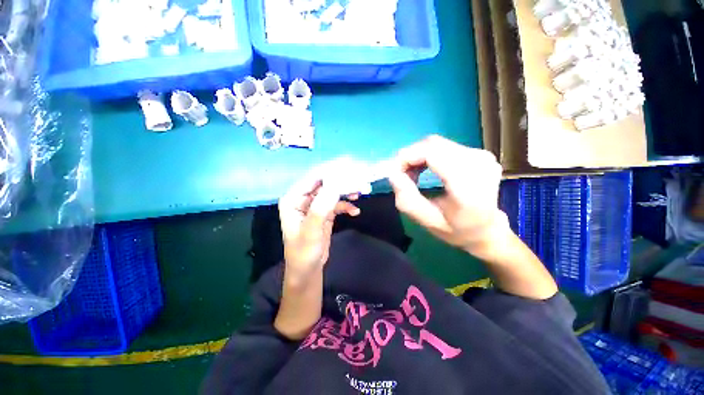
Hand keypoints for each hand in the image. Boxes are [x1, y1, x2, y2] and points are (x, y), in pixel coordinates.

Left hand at [278, 166, 359, 285]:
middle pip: (325, 182)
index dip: (331, 170)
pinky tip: (355, 211)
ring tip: (360, 192)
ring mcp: (315, 205)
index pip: (313, 177)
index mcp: (293, 198)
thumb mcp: (311, 230)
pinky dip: (346, 205)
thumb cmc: (303, 253)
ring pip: (332, 191)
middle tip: (360, 177)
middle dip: (342, 179)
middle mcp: (303, 198)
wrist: (307, 270)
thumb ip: (321, 207)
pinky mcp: (324, 212)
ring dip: (346, 191)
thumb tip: (336, 183)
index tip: (351, 164)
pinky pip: (337, 203)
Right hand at [388, 135, 509, 255]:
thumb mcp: (427, 221)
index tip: (395, 171)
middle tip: (402, 174)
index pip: (433, 154)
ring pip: (437, 143)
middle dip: (411, 156)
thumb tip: (392, 173)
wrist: (487, 228)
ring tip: (413, 174)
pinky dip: (429, 155)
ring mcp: (482, 156)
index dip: (408, 157)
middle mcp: (479, 164)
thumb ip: (407, 199)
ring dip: (419, 156)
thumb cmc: (456, 229)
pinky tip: (426, 168)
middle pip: (433, 145)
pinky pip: (444, 146)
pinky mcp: (479, 152)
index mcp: (469, 187)